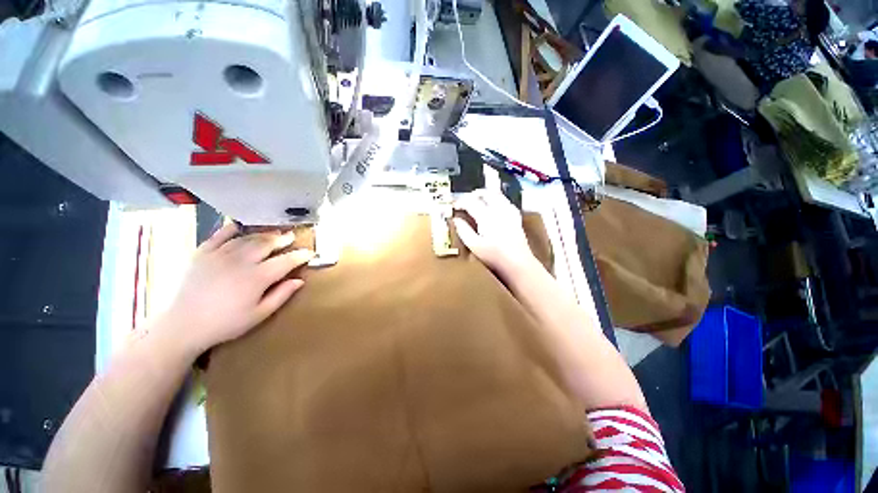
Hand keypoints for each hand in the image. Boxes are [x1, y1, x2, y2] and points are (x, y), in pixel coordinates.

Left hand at [156, 224, 313, 354]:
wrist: (182, 326)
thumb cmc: (225, 323)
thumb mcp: (259, 315)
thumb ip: (281, 295)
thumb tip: (300, 281)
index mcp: (257, 278)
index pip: (285, 261)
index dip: (300, 256)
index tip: (310, 252)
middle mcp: (241, 261)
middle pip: (267, 244)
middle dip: (282, 239)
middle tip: (291, 236)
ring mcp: (220, 255)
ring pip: (247, 239)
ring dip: (263, 235)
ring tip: (273, 233)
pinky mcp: (202, 254)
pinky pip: (219, 236)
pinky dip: (230, 229)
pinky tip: (239, 226)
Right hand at [453, 190, 537, 276]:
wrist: (518, 263)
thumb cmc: (494, 257)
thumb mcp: (474, 246)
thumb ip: (463, 231)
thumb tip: (456, 220)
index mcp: (486, 217)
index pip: (471, 202)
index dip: (460, 202)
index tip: (454, 206)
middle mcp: (498, 210)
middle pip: (485, 193)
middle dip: (473, 194)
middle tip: (465, 200)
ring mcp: (509, 212)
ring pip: (497, 194)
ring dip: (486, 194)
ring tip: (478, 199)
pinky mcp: (516, 217)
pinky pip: (506, 201)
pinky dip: (497, 199)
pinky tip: (495, 205)